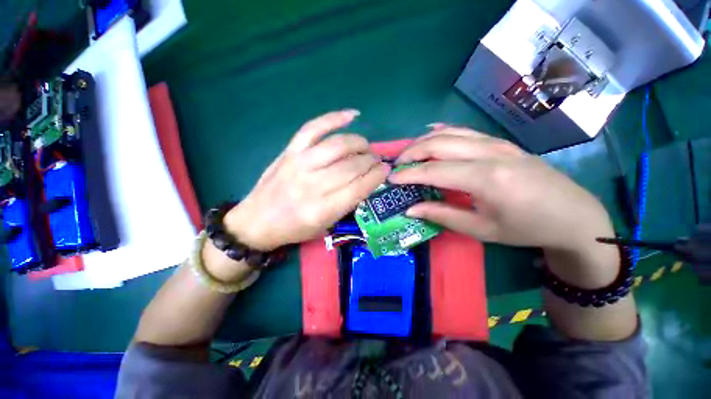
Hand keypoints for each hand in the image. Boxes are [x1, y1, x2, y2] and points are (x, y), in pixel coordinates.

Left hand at [224, 110, 389, 250]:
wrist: (257, 221)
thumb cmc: (294, 228)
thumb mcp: (325, 226)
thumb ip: (347, 203)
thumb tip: (367, 180)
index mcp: (322, 209)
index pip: (359, 187)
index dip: (377, 176)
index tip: (386, 170)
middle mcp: (312, 185)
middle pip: (352, 165)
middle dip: (371, 161)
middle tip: (376, 160)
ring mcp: (299, 164)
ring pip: (339, 145)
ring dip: (359, 143)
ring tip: (366, 147)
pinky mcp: (290, 151)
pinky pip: (314, 128)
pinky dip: (334, 118)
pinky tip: (352, 115)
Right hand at [389, 124, 614, 252]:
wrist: (573, 215)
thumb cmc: (526, 228)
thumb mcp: (481, 229)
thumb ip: (442, 215)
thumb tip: (410, 209)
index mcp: (486, 178)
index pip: (434, 170)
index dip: (408, 174)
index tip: (390, 179)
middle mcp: (490, 153)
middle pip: (438, 144)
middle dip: (411, 153)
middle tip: (396, 166)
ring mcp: (497, 143)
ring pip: (450, 133)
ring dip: (423, 141)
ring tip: (408, 154)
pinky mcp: (501, 142)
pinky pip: (465, 131)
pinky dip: (443, 132)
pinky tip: (430, 135)